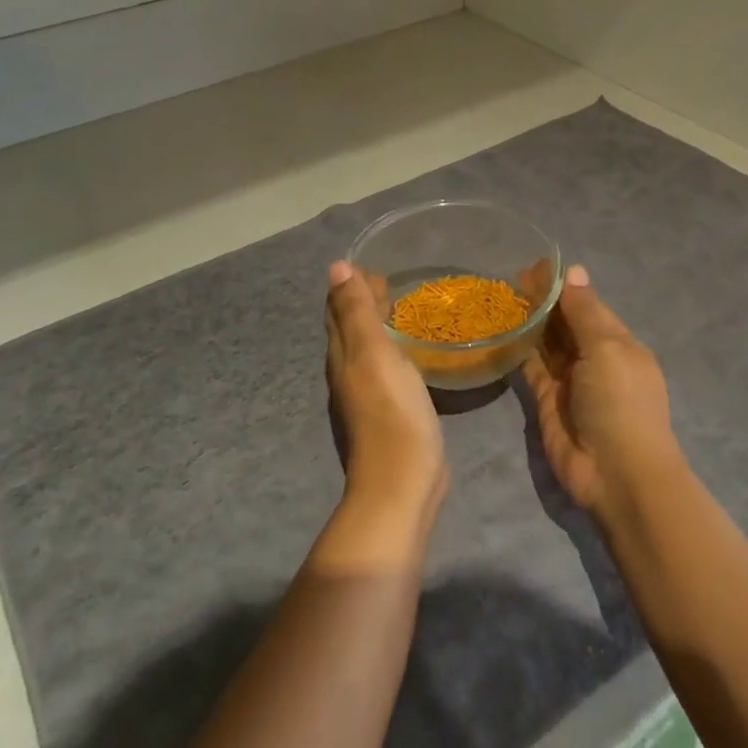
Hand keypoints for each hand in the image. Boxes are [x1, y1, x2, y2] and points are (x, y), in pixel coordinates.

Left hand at [325, 262, 446, 521]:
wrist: (402, 479)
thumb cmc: (391, 410)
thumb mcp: (373, 352)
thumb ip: (356, 311)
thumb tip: (336, 267)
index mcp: (342, 355)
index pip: (338, 310)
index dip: (351, 286)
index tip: (376, 267)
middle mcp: (347, 373)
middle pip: (350, 330)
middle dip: (364, 304)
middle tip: (392, 283)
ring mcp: (366, 396)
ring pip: (367, 351)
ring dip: (379, 328)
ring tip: (402, 311)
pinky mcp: (388, 413)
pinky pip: (386, 371)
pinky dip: (393, 352)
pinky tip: (412, 355)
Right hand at [524, 265, 682, 518]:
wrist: (616, 473)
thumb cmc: (620, 403)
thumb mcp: (607, 348)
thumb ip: (584, 311)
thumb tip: (574, 271)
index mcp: (617, 342)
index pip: (587, 305)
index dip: (563, 286)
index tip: (535, 266)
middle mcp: (593, 358)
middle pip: (565, 322)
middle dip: (543, 301)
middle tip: (512, 279)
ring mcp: (569, 381)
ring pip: (546, 343)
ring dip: (530, 321)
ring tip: (503, 297)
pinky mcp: (546, 400)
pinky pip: (531, 367)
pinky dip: (519, 348)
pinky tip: (502, 329)